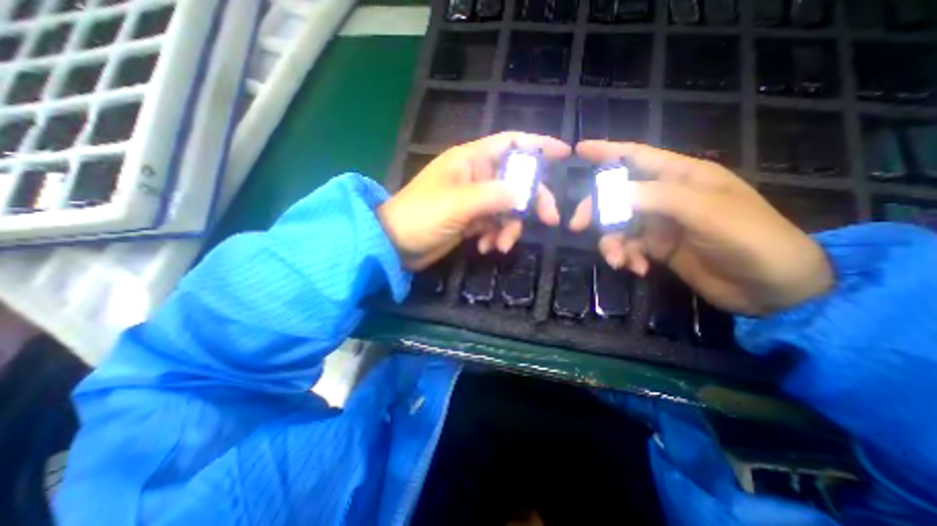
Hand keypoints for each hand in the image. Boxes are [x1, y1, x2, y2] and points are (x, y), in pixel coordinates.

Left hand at [377, 132, 567, 269]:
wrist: (395, 245)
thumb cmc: (420, 217)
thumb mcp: (457, 204)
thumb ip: (493, 196)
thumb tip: (526, 193)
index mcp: (470, 160)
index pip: (510, 143)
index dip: (537, 145)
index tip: (564, 154)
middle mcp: (475, 176)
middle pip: (516, 180)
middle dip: (531, 200)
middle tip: (549, 220)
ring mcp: (473, 200)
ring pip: (507, 208)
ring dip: (509, 227)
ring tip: (499, 245)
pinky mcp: (470, 220)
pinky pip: (493, 224)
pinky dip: (494, 236)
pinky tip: (484, 248)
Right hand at [572, 140, 834, 316]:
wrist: (771, 288)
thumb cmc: (749, 239)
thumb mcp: (705, 212)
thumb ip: (655, 197)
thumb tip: (610, 192)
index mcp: (681, 176)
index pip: (637, 156)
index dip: (607, 151)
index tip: (578, 150)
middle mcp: (665, 197)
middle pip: (616, 195)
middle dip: (596, 210)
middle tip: (577, 226)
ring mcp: (659, 224)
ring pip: (618, 226)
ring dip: (612, 243)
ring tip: (618, 261)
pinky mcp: (657, 247)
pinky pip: (628, 247)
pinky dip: (627, 258)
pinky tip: (637, 270)